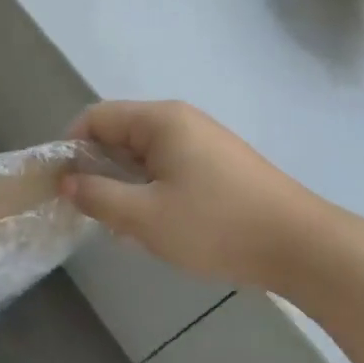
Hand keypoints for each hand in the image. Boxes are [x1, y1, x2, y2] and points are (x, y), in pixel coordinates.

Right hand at [61, 101, 327, 290]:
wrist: (300, 245)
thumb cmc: (216, 226)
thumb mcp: (146, 218)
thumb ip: (99, 197)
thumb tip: (67, 183)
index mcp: (160, 120)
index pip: (97, 117)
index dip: (72, 147)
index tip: (64, 187)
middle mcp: (181, 119)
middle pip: (121, 133)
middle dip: (100, 170)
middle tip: (95, 213)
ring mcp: (203, 140)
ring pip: (145, 154)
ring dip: (127, 185)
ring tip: (128, 227)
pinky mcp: (220, 163)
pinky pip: (170, 166)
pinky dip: (153, 190)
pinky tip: (161, 225)